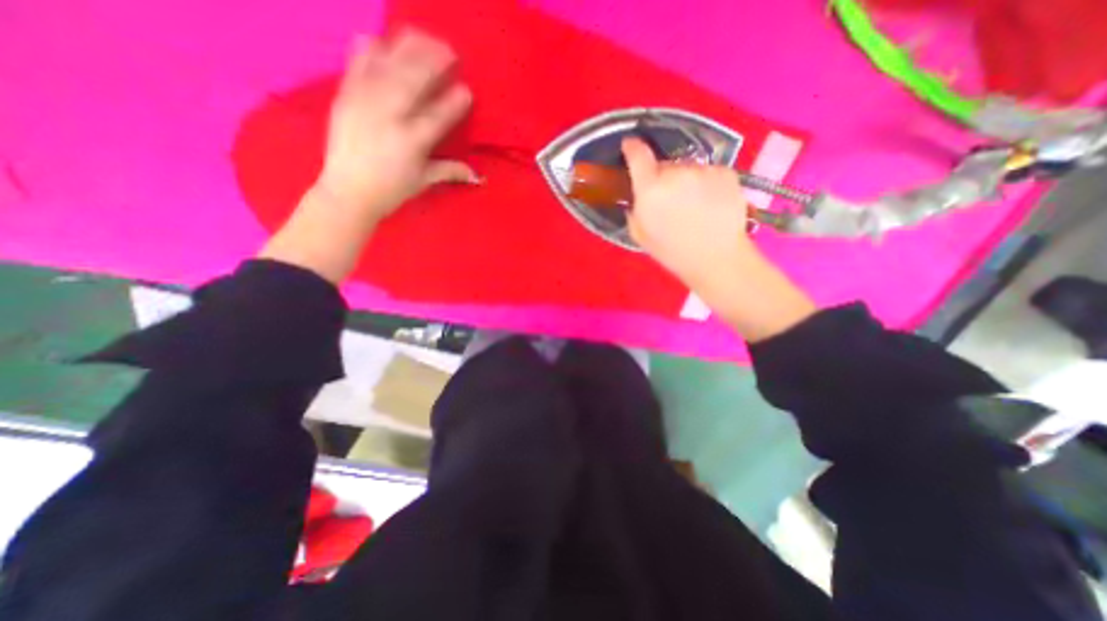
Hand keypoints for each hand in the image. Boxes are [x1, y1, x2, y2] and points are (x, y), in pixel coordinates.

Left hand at [266, 32, 481, 282]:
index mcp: (412, 142)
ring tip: (423, 37)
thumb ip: (450, 172)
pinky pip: (357, 64)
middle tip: (449, 51)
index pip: (438, 116)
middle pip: (413, 81)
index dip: (454, 103)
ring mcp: (365, 103)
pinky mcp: (345, 96)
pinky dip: (369, 48)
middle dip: (433, 62)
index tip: (467, 90)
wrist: (348, 191)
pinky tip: (381, 39)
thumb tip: (478, 176)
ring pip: (388, 67)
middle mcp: (389, 117)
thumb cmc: (391, 190)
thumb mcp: (424, 182)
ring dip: (407, 48)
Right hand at [618, 139, 815, 342]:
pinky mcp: (726, 172)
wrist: (716, 258)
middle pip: (664, 165)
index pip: (638, 155)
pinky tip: (710, 203)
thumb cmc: (672, 251)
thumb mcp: (639, 234)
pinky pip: (708, 172)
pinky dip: (706, 183)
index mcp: (651, 190)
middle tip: (669, 200)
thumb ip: (634, 208)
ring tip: (693, 205)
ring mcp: (704, 171)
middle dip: (662, 178)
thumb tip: (637, 194)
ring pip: (687, 168)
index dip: (632, 148)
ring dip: (685, 181)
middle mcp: (676, 173)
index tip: (630, 146)